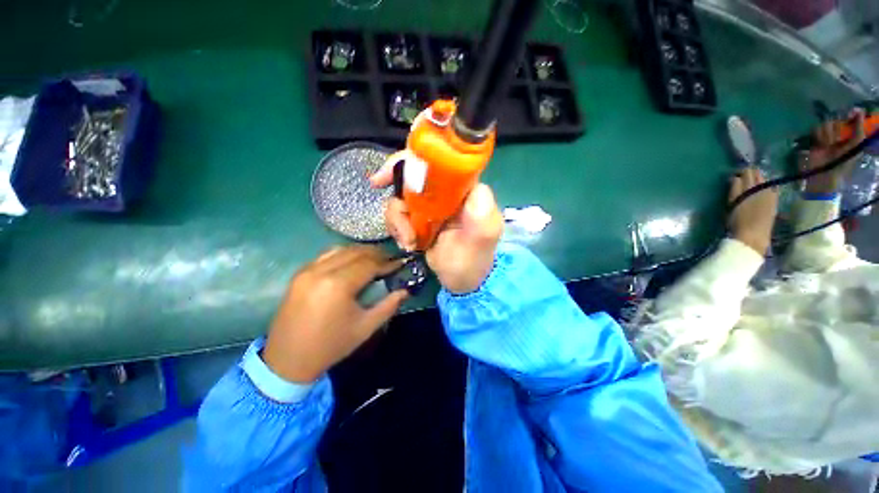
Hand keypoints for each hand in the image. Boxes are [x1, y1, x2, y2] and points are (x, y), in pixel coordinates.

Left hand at [263, 246, 407, 382]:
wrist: (287, 360)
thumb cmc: (331, 345)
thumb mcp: (366, 327)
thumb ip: (388, 306)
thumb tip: (405, 290)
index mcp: (338, 285)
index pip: (369, 264)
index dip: (387, 263)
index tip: (400, 263)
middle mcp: (321, 271)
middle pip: (355, 252)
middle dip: (376, 254)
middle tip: (390, 260)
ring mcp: (307, 270)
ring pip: (340, 249)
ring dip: (360, 251)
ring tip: (374, 259)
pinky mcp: (299, 274)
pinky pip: (326, 256)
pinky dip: (343, 254)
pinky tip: (352, 262)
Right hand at [370, 166, 503, 293]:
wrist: (464, 280)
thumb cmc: (476, 258)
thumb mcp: (484, 235)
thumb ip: (482, 211)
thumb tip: (473, 186)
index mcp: (462, 188)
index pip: (435, 161)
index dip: (408, 161)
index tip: (386, 176)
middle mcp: (443, 192)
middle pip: (409, 177)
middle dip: (397, 196)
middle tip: (397, 217)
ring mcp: (429, 206)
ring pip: (400, 198)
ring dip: (397, 221)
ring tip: (409, 242)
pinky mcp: (418, 220)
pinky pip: (398, 215)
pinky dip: (397, 229)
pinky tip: (408, 244)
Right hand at [729, 167, 777, 254]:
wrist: (753, 237)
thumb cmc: (738, 221)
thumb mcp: (732, 203)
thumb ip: (735, 188)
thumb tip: (735, 178)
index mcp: (753, 187)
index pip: (748, 172)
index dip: (740, 171)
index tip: (734, 174)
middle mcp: (764, 187)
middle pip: (757, 174)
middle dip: (749, 173)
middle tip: (741, 175)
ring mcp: (771, 194)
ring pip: (764, 180)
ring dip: (757, 179)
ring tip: (749, 182)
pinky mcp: (774, 202)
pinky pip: (770, 188)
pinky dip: (764, 186)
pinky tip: (760, 189)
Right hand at [802, 108, 865, 194]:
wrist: (825, 174)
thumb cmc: (842, 164)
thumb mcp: (855, 148)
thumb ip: (859, 131)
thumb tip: (859, 110)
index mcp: (852, 135)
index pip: (853, 118)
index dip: (853, 114)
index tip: (852, 112)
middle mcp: (840, 133)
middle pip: (839, 119)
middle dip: (838, 128)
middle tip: (837, 139)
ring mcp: (828, 135)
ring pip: (827, 123)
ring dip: (828, 133)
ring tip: (828, 144)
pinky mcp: (816, 138)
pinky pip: (816, 129)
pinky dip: (819, 135)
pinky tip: (820, 143)